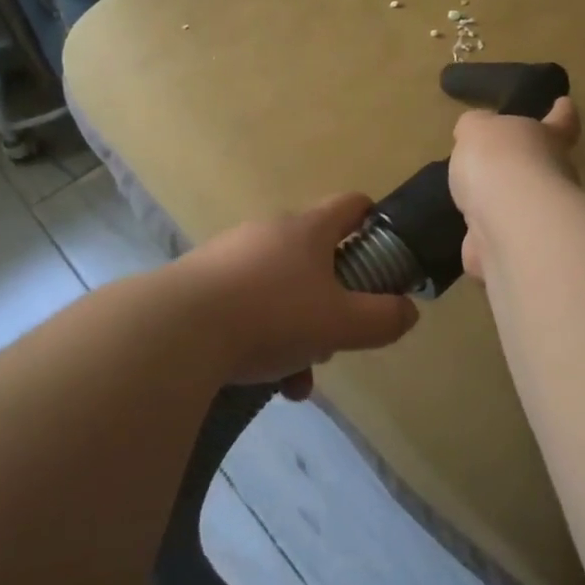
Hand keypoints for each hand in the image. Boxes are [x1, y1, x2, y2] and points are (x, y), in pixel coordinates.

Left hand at [183, 194, 420, 399]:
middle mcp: (269, 232)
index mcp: (308, 229)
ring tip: (295, 378)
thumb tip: (408, 311)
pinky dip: (260, 337)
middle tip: (334, 338)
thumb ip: (382, 318)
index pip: (350, 205)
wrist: (176, 330)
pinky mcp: (200, 283)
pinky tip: (259, 379)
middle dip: (332, 300)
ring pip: (280, 289)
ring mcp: (230, 255)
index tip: (382, 252)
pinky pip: (245, 306)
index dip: (372, 221)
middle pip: (315, 256)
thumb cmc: (272, 315)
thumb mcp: (340, 323)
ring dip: (296, 329)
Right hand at [450, 97, 580, 281]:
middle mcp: (554, 177)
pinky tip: (471, 241)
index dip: (562, 113)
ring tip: (477, 205)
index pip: (562, 122)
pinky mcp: (523, 251)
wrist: (508, 221)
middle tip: (499, 165)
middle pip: (544, 168)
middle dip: (526, 168)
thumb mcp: (477, 128)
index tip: (565, 104)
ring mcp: (542, 218)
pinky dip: (487, 244)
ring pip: (522, 209)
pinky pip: (502, 243)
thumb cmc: (499, 160)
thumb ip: (476, 128)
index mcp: (548, 139)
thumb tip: (475, 131)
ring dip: (503, 208)